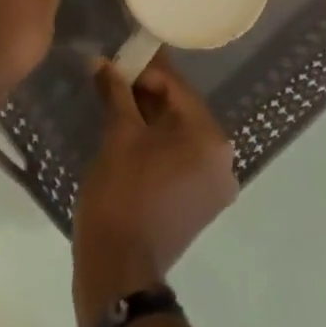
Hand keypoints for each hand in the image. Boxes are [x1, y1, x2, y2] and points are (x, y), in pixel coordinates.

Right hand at [72, 55, 238, 326]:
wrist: (119, 269)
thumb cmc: (121, 194)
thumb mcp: (118, 135)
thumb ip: (115, 92)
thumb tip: (102, 62)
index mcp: (210, 140)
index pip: (177, 87)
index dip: (145, 69)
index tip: (118, 57)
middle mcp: (222, 161)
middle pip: (181, 110)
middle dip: (147, 92)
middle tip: (113, 77)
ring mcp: (213, 186)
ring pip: (180, 135)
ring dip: (150, 116)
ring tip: (115, 100)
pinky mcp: (199, 204)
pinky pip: (180, 158)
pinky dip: (157, 143)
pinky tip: (128, 131)